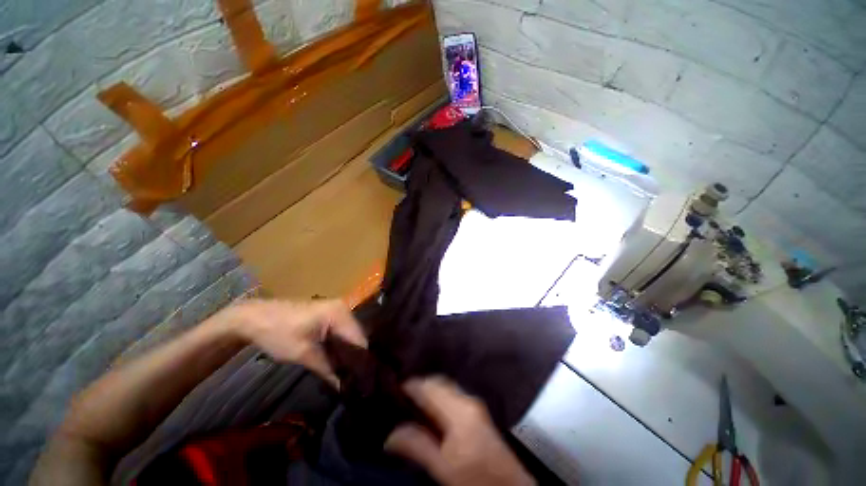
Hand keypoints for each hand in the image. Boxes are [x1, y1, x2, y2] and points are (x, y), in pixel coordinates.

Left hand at [222, 299, 366, 385]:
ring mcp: (337, 312)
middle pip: (358, 338)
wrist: (253, 317)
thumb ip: (328, 370)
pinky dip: (341, 351)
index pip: (360, 341)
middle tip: (361, 385)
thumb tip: (345, 389)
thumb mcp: (303, 354)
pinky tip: (341, 366)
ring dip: (350, 357)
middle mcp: (344, 310)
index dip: (364, 364)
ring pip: (351, 338)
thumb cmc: (278, 334)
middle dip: (359, 361)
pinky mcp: (329, 317)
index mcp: (340, 314)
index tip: (367, 386)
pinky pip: (341, 335)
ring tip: (353, 379)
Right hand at [385, 377, 534, 485]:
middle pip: (438, 382)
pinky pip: (452, 394)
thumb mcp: (443, 468)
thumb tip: (390, 436)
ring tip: (412, 401)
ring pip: (446, 386)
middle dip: (420, 385)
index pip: (429, 387)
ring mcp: (474, 404)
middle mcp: (468, 399)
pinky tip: (430, 408)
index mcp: (460, 410)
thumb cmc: (476, 480)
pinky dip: (438, 395)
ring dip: (429, 389)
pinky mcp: (477, 411)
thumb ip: (417, 447)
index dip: (411, 385)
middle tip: (400, 394)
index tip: (394, 388)